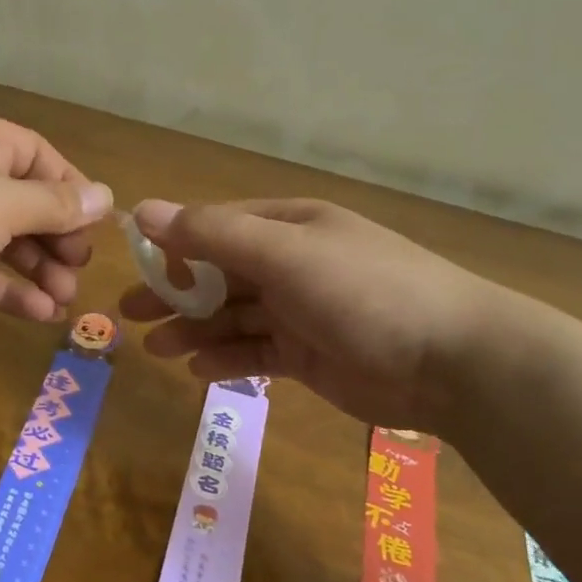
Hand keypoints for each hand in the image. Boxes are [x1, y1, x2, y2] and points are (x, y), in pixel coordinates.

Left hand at [0, 110, 111, 333]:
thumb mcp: (3, 205)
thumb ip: (56, 204)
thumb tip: (105, 195)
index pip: (40, 156)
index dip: (72, 190)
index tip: (97, 226)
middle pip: (25, 201)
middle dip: (57, 237)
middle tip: (80, 268)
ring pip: (5, 240)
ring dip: (38, 269)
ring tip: (66, 300)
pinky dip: (8, 289)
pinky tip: (40, 313)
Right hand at [117, 198, 499, 431]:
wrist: (452, 361)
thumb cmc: (364, 292)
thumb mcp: (284, 254)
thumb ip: (213, 235)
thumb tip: (144, 210)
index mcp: (289, 226)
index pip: (217, 227)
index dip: (174, 245)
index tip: (135, 265)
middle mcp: (292, 264)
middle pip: (219, 275)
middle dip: (175, 293)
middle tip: (128, 313)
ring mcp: (301, 311)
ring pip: (232, 317)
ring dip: (194, 330)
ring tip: (155, 349)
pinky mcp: (309, 355)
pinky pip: (256, 352)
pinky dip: (227, 359)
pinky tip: (198, 371)